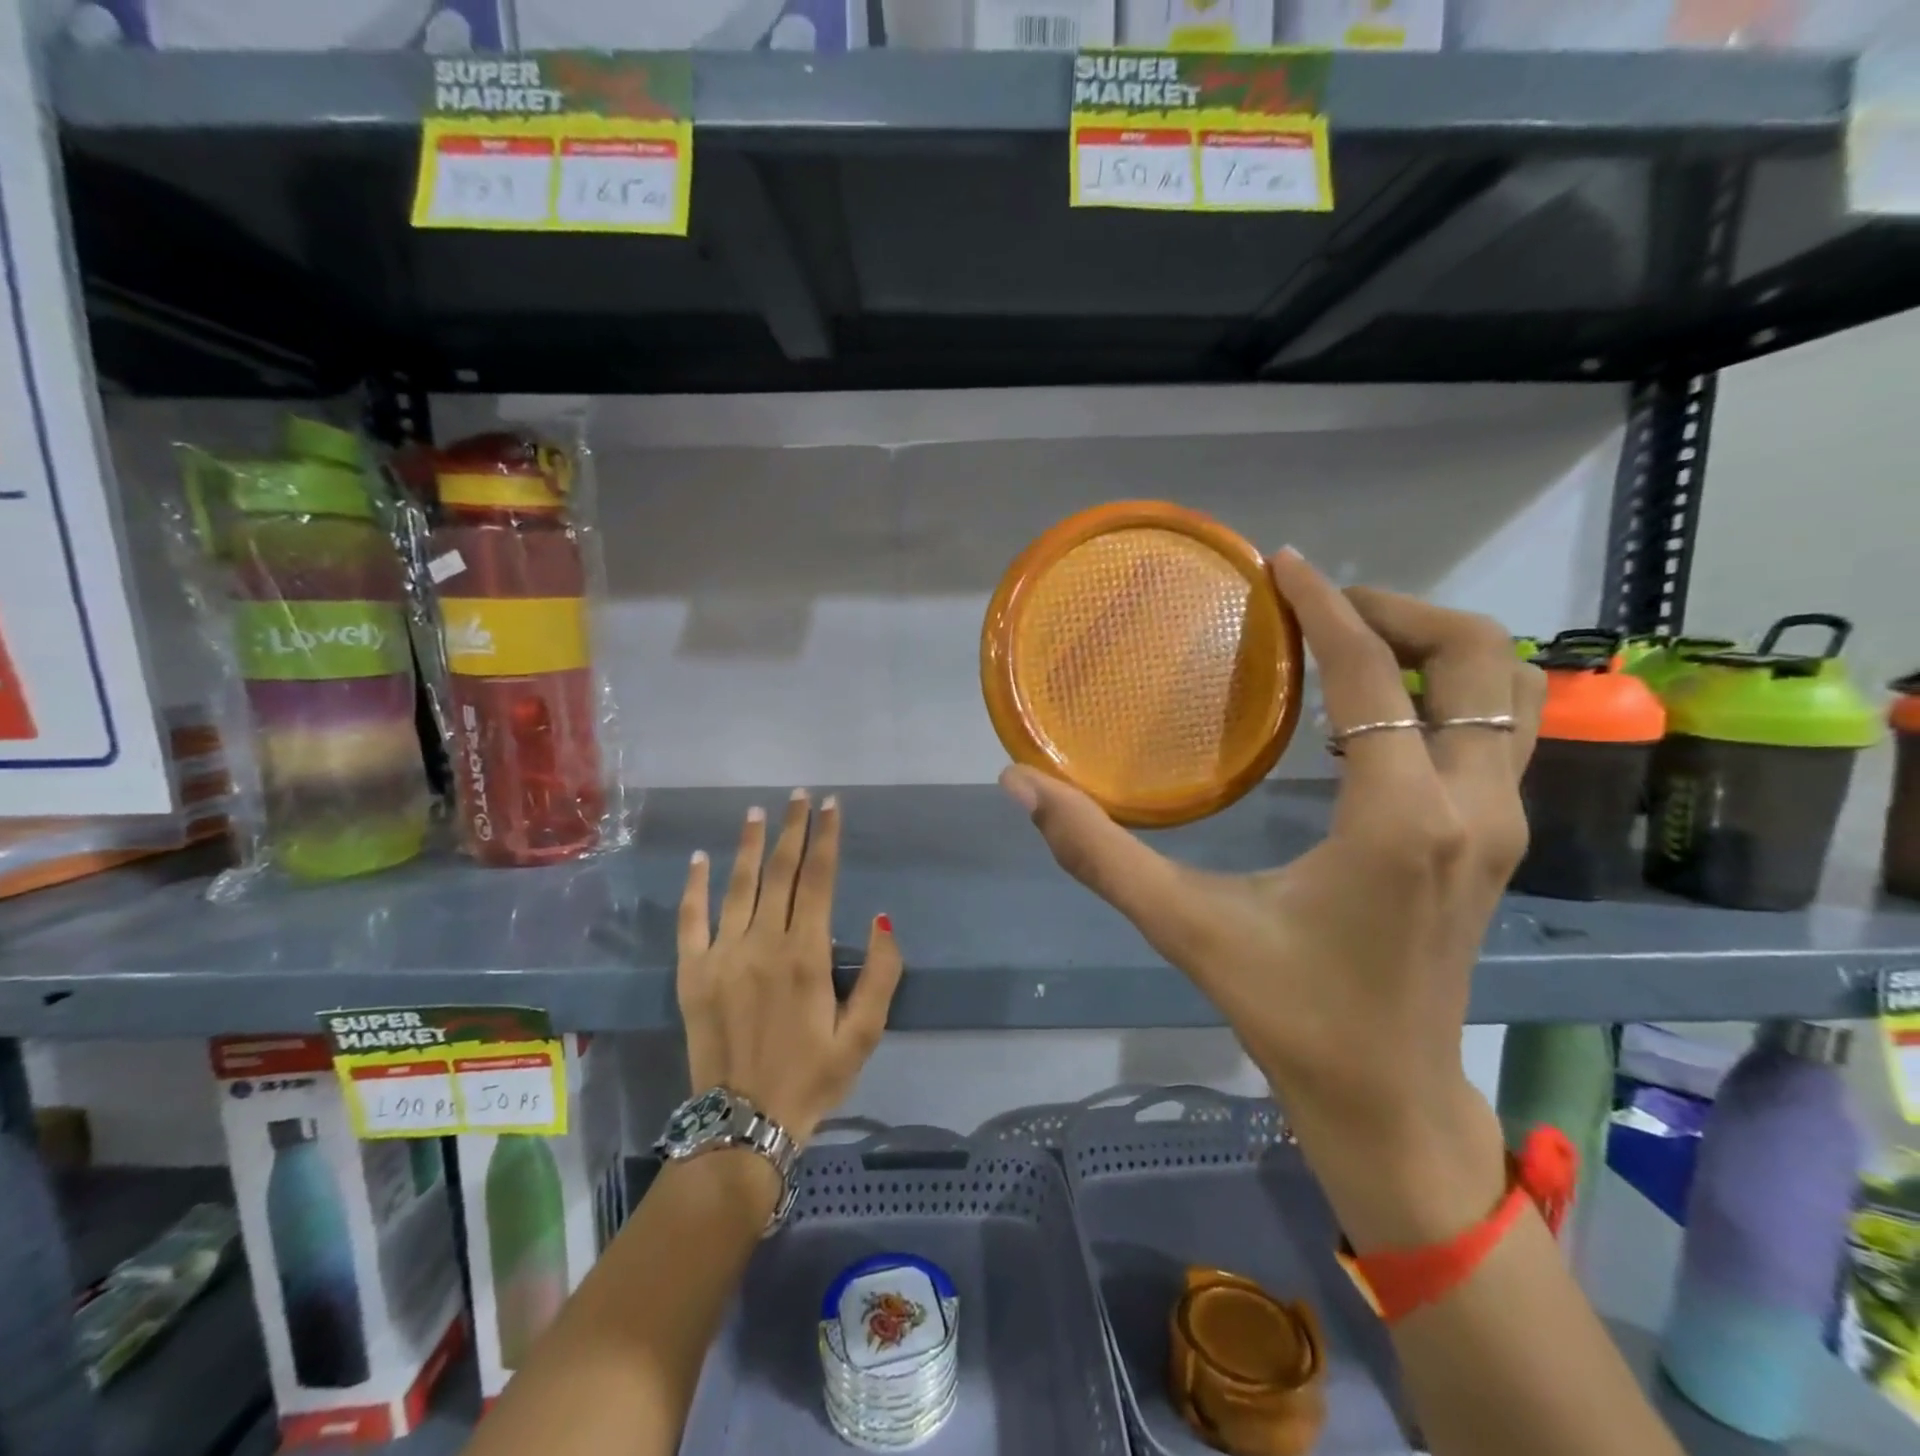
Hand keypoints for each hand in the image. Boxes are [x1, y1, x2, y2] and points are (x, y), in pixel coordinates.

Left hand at [676, 791, 902, 1145]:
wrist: (743, 1126)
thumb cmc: (812, 1079)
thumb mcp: (864, 1035)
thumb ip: (881, 975)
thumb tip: (882, 919)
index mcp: (807, 956)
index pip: (819, 880)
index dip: (826, 839)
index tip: (831, 806)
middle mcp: (764, 944)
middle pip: (780, 872)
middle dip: (793, 829)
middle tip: (800, 795)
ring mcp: (722, 956)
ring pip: (739, 886)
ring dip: (749, 845)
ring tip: (758, 811)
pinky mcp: (692, 974)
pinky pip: (691, 920)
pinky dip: (695, 887)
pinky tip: (699, 860)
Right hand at [1002, 549, 1543, 1248]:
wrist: (1386, 1099)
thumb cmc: (1288, 1012)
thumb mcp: (1183, 926)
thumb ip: (1097, 851)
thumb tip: (1019, 784)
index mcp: (1399, 820)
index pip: (1372, 676)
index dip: (1326, 606)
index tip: (1283, 564)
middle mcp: (1471, 807)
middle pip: (1482, 657)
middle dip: (1402, 611)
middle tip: (1321, 608)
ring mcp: (1500, 825)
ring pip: (1510, 691)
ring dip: (1439, 649)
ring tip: (1354, 647)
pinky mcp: (1498, 843)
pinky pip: (1498, 733)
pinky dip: (1447, 696)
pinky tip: (1367, 719)